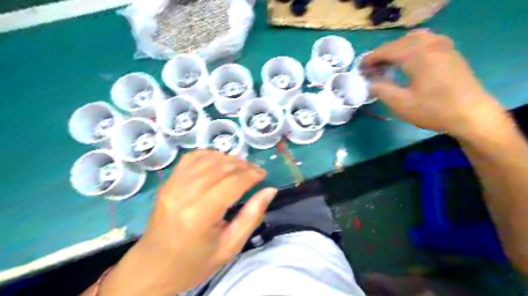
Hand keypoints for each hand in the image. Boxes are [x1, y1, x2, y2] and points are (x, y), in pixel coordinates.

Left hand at [97, 150, 275, 295]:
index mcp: (199, 216)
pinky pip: (191, 158)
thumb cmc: (194, 263)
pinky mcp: (167, 182)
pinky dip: (210, 155)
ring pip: (207, 159)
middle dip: (243, 165)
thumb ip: (251, 217)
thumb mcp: (229, 248)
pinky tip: (219, 162)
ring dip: (229, 159)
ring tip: (241, 167)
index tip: (263, 175)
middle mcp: (184, 195)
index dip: (252, 175)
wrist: (152, 267)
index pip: (232, 183)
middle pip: (221, 167)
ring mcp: (172, 185)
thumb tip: (270, 191)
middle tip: (255, 171)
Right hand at [363, 29, 502, 136]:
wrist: (472, 115)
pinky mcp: (450, 52)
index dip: (371, 58)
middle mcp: (431, 45)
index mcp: (417, 56)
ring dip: (396, 49)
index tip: (360, 68)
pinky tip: (408, 60)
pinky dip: (411, 47)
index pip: (387, 50)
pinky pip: (426, 41)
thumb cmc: (433, 110)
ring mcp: (443, 46)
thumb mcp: (401, 104)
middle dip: (382, 53)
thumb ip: (381, 89)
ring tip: (388, 63)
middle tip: (372, 68)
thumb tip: (369, 81)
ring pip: (413, 39)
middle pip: (399, 43)